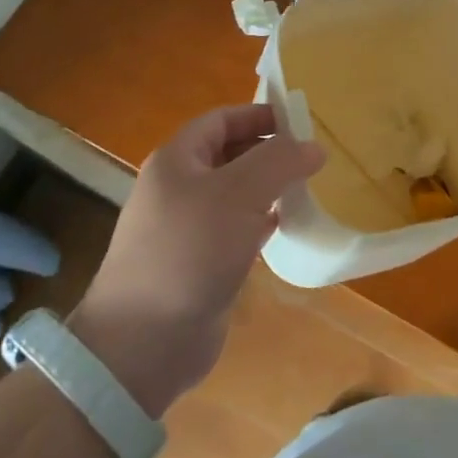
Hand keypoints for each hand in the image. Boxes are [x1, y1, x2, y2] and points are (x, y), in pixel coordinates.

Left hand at [69, 104, 323, 416]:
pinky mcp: (199, 264)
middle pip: (229, 155)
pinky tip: (286, 226)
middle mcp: (178, 188)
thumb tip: (313, 146)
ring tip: (307, 187)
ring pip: (235, 194)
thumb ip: (279, 162)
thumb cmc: (190, 251)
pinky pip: (235, 229)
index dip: (259, 115)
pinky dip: (261, 222)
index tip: (301, 122)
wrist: (144, 342)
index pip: (221, 120)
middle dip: (268, 151)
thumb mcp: (238, 194)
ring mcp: (186, 229)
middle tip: (311, 156)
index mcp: (176, 160)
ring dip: (268, 188)